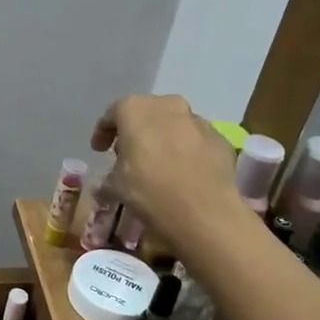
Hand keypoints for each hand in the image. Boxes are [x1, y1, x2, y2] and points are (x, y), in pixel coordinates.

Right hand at [89, 94, 239, 240]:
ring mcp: (197, 120)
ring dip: (164, 138)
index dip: (103, 132)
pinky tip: (184, 172)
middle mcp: (167, 106)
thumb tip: (111, 179)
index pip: (112, 114)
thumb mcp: (115, 185)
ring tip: (159, 163)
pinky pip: (195, 140)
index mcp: (135, 109)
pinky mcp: (220, 138)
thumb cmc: (149, 191)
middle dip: (136, 130)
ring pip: (174, 124)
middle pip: (146, 113)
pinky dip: (187, 150)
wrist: (203, 212)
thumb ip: (111, 173)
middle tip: (129, 153)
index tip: (99, 150)